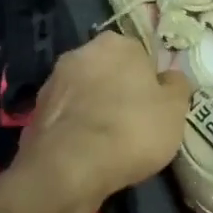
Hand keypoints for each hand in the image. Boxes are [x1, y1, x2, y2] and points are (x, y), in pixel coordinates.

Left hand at [13, 33, 191, 212]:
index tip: (155, 105)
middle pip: (109, 71)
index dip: (150, 81)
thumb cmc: (132, 129)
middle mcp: (80, 53)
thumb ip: (177, 86)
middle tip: (135, 123)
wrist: (69, 168)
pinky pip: (67, 118)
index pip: (140, 55)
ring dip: (95, 109)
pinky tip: (87, 154)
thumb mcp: (175, 109)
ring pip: (85, 94)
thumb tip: (171, 77)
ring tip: (110, 143)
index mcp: (116, 43)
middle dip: (119, 91)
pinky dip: (76, 130)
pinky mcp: (35, 113)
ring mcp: (53, 82)